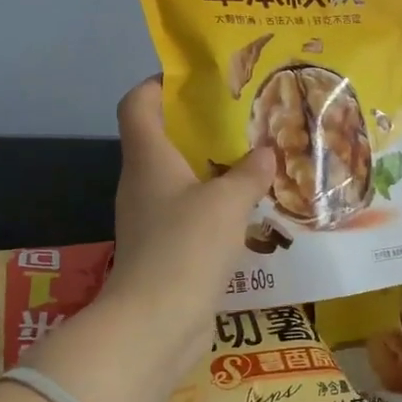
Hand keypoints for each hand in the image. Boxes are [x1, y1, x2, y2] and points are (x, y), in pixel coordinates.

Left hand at [99, 78, 275, 376]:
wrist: (156, 324)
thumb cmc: (186, 247)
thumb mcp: (227, 203)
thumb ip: (249, 174)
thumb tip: (265, 153)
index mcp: (147, 159)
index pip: (136, 104)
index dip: (157, 83)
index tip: (194, 78)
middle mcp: (142, 184)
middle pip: (162, 139)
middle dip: (199, 125)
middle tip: (242, 119)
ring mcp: (150, 220)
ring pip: (179, 180)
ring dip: (212, 169)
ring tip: (254, 162)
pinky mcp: (164, 251)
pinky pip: (190, 215)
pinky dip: (214, 207)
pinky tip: (249, 212)